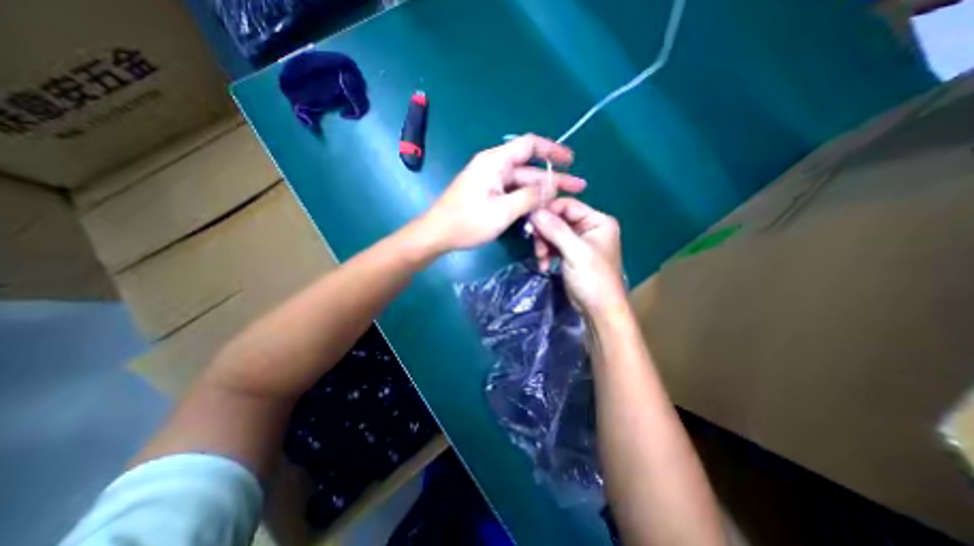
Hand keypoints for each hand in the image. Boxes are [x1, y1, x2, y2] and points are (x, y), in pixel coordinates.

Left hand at [419, 132, 584, 250]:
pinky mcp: (487, 194)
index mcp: (495, 162)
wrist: (437, 234)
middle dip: (554, 177)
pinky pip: (512, 192)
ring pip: (522, 182)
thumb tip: (553, 186)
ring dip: (543, 190)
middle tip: (578, 187)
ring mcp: (490, 181)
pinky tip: (542, 207)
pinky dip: (528, 199)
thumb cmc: (468, 221)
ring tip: (566, 199)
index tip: (571, 160)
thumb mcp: (503, 210)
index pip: (530, 145)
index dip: (552, 150)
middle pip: (529, 168)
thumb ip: (531, 196)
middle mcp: (494, 166)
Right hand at [529, 197, 626, 312]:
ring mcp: (579, 242)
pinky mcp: (570, 254)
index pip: (568, 206)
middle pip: (558, 219)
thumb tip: (535, 211)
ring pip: (553, 233)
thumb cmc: (593, 278)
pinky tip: (544, 265)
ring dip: (543, 245)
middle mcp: (589, 227)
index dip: (548, 211)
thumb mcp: (575, 252)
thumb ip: (556, 230)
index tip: (530, 221)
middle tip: (536, 245)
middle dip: (544, 232)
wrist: (598, 309)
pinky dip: (546, 253)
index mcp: (597, 221)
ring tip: (541, 258)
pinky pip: (553, 246)